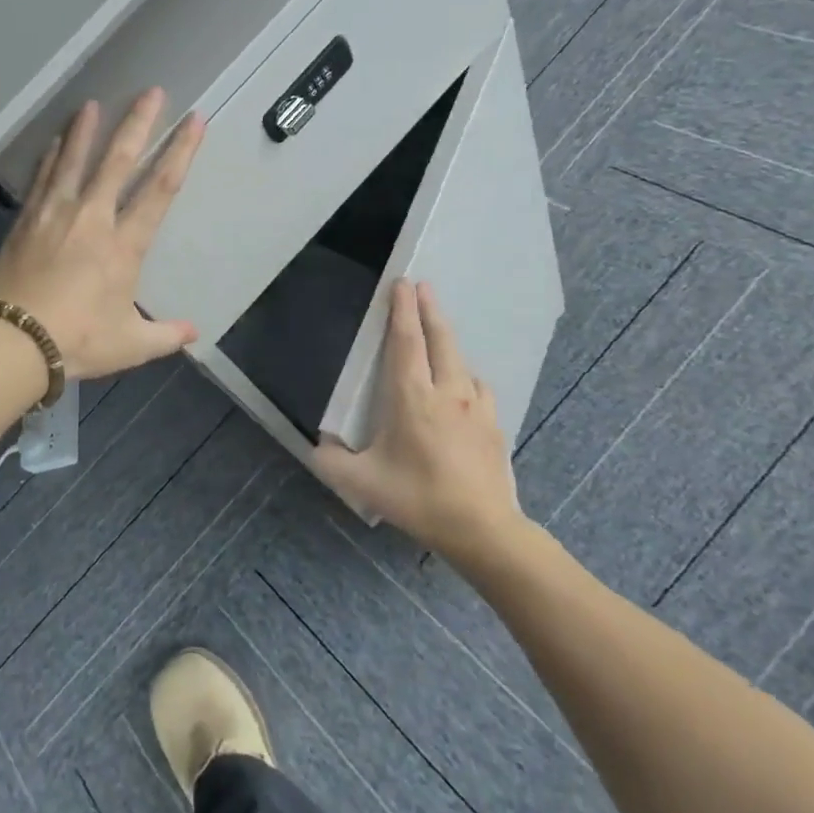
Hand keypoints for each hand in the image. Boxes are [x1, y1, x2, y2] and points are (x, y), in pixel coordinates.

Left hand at [0, 89, 203, 380]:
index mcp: (124, 246)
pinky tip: (54, 141)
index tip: (193, 121)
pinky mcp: (26, 222)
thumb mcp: (129, 345)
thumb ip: (164, 335)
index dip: (180, 152)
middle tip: (151, 92)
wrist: (13, 341)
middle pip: (118, 161)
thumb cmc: (77, 341)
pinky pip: (42, 179)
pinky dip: (50, 157)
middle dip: (138, 123)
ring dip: (86, 130)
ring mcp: (55, 215)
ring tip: (93, 103)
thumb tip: (193, 332)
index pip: (160, 189)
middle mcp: (92, 219)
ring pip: (74, 161)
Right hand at [313, 280, 529, 556]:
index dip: (402, 310)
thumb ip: (331, 461)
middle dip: (430, 309)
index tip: (402, 284)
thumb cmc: (418, 498)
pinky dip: (466, 377)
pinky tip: (463, 388)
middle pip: (441, 339)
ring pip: (462, 361)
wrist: (482, 528)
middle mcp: (448, 392)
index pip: (407, 342)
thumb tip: (319, 445)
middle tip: (423, 287)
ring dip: (449, 342)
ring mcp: (476, 407)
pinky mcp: (494, 425)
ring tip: (439, 338)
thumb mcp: (362, 483)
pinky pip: (478, 388)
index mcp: (412, 397)